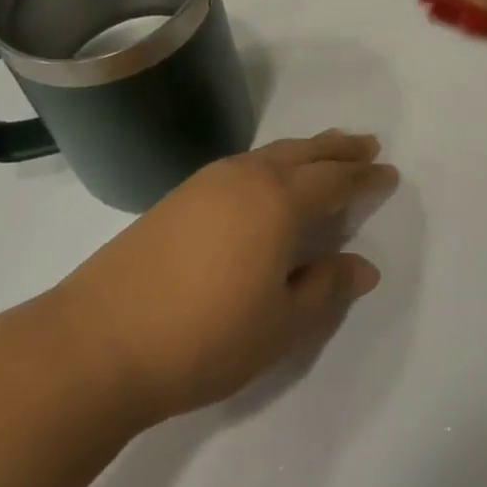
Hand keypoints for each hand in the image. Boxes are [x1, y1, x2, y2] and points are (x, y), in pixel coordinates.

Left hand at [57, 131, 397, 424]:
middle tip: (366, 145)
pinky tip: (267, 181)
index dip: (364, 178)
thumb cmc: (205, 337)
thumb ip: (326, 289)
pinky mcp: (177, 197)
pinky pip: (242, 165)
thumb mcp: (281, 324)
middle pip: (303, 153)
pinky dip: (271, 164)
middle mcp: (245, 177)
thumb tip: (363, 265)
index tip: (388, 172)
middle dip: (338, 149)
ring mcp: (206, 182)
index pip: (334, 180)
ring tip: (323, 155)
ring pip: (270, 154)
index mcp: (277, 201)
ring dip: (303, 152)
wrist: (98, 341)